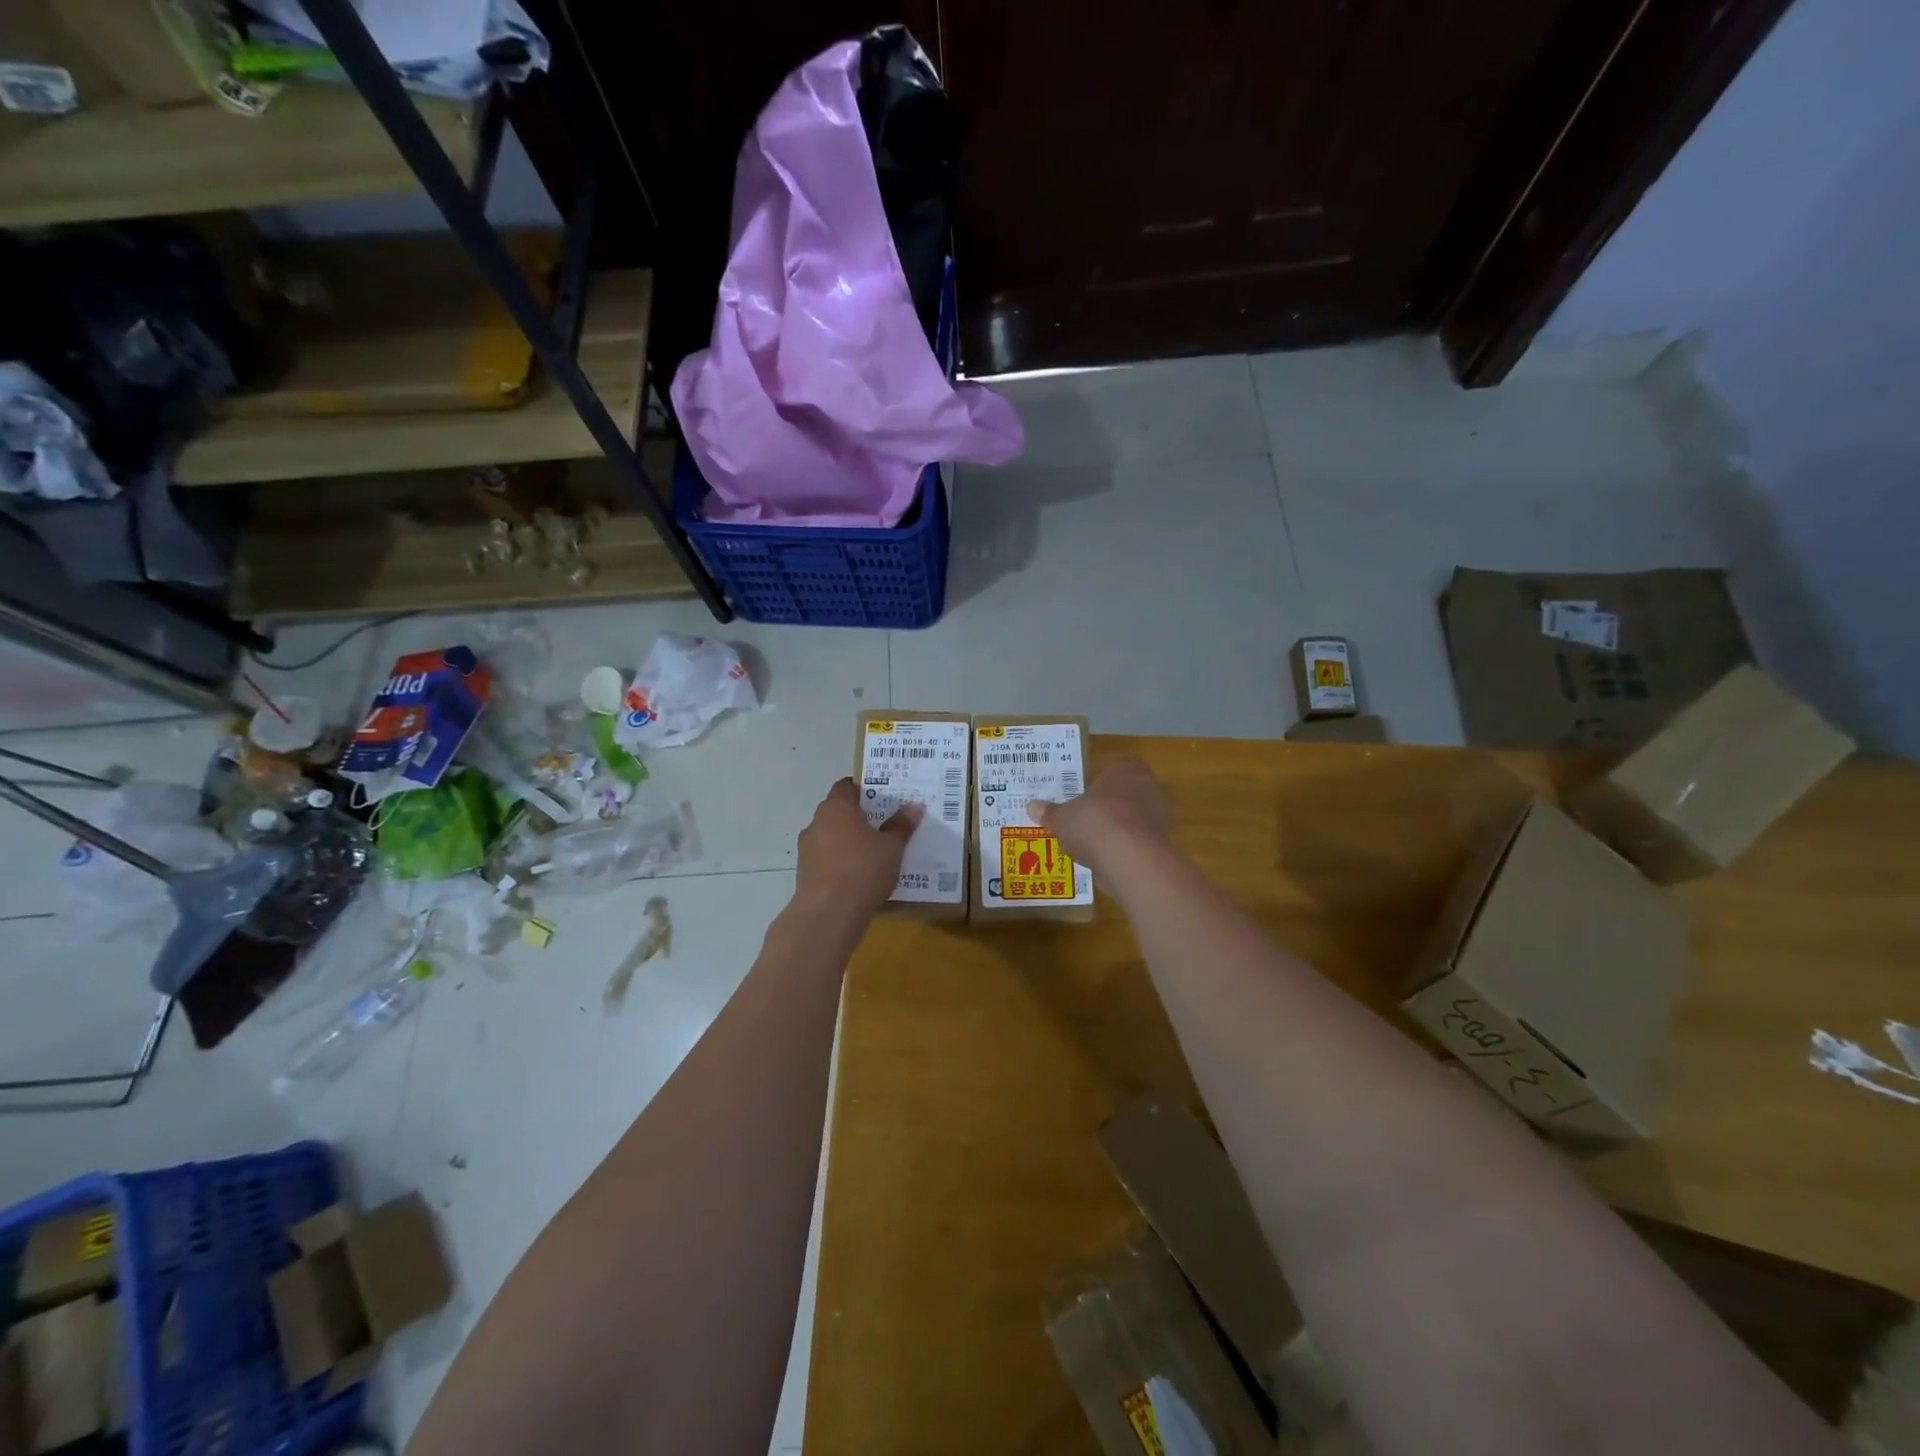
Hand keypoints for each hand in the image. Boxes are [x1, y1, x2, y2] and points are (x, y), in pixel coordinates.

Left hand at [795, 779, 922, 915]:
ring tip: (872, 854)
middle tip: (883, 826)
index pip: (846, 787)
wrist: (829, 913)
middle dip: (858, 818)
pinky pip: (826, 859)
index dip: (863, 790)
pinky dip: (839, 862)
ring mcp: (807, 849)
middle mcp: (816, 823)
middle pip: (838, 812)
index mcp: (836, 808)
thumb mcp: (892, 847)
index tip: (881, 799)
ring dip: (847, 842)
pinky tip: (858, 876)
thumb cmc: (864, 869)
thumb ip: (902, 825)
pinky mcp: (804, 873)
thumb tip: (915, 806)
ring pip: (830, 837)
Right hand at [1028, 757, 1172, 876]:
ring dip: (1121, 828)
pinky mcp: (1164, 843)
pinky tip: (1108, 860)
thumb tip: (1032, 807)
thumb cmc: (1094, 822)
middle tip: (1089, 818)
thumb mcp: (1063, 818)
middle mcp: (1149, 786)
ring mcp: (1161, 816)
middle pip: (1130, 792)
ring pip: (1138, 817)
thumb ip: (1051, 812)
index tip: (1088, 794)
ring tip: (1096, 844)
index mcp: (1126, 769)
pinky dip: (1128, 849)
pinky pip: (1142, 842)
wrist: (1131, 858)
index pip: (1120, 766)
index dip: (1105, 780)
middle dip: (1113, 804)